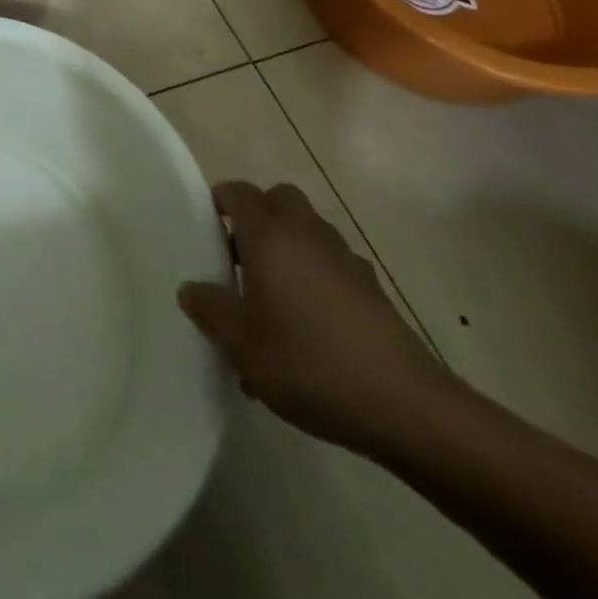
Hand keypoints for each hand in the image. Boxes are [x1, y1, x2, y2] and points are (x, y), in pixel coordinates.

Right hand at [178, 180, 451, 456]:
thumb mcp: (241, 344)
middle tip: (240, 255)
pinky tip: (312, 324)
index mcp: (269, 235)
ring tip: (274, 295)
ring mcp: (345, 259)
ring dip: (289, 246)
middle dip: (259, 216)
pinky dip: (317, 276)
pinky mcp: (373, 289)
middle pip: (279, 199)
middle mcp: (306, 233)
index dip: (220, 202)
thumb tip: (191, 288)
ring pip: (309, 230)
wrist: (406, 406)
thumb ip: (209, 309)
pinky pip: (333, 264)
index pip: (239, 192)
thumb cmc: (309, 362)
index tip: (206, 228)